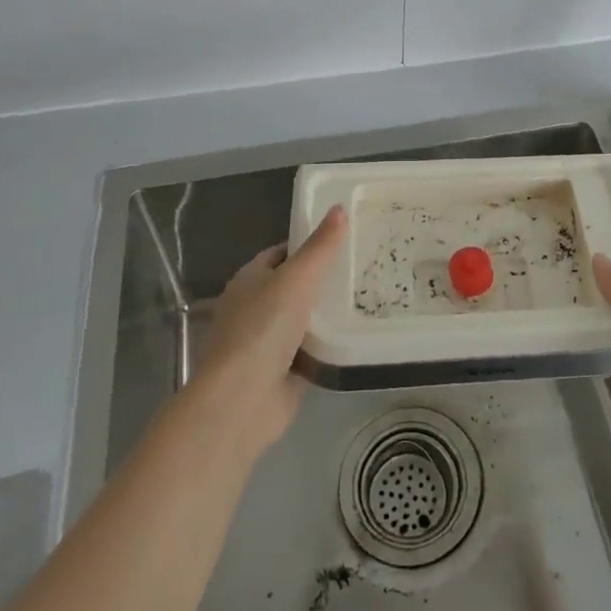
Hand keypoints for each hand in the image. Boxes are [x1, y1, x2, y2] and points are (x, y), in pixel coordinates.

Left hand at [188, 205, 345, 461]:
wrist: (241, 402)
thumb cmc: (263, 329)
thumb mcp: (297, 278)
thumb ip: (321, 246)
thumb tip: (339, 208)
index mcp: (250, 280)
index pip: (282, 253)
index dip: (309, 244)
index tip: (344, 238)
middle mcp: (255, 308)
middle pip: (295, 286)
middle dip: (324, 280)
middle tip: (364, 267)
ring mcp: (267, 343)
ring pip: (305, 320)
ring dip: (329, 315)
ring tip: (370, 296)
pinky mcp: (282, 374)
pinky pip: (313, 352)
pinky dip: (331, 346)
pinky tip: (359, 335)